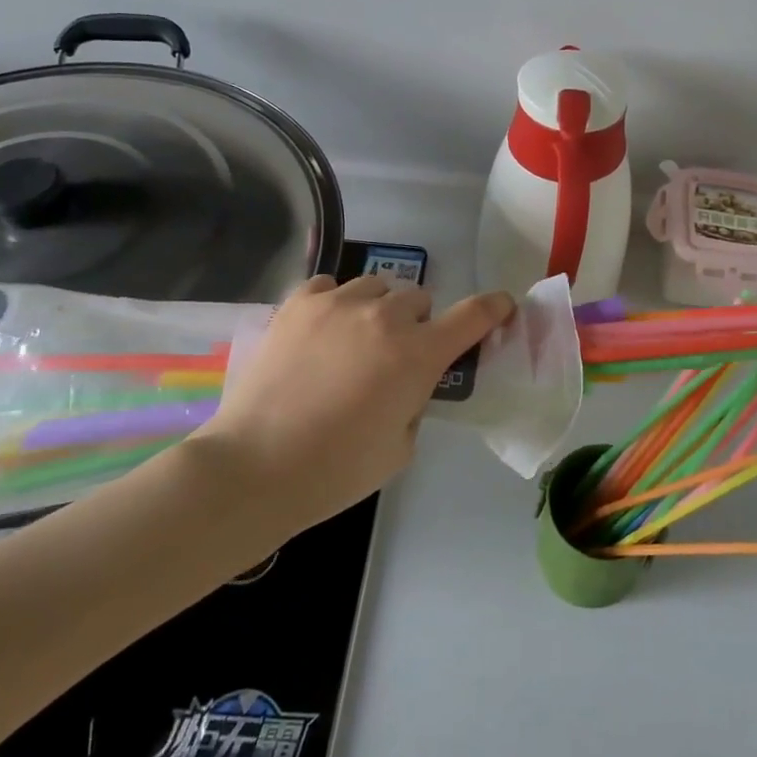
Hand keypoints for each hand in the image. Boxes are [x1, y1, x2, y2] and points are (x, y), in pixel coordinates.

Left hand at [196, 275, 514, 535]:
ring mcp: (338, 303)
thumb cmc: (336, 470)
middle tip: (397, 357)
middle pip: (420, 300)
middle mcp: (384, 316)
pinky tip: (322, 330)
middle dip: (417, 325)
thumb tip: (405, 383)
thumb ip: (415, 404)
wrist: (254, 467)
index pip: (473, 315)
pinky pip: (330, 286)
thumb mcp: (400, 448)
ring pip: (376, 288)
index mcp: (418, 354)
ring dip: (378, 310)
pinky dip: (335, 303)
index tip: (502, 306)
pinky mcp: (299, 303)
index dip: (494, 308)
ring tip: (354, 341)